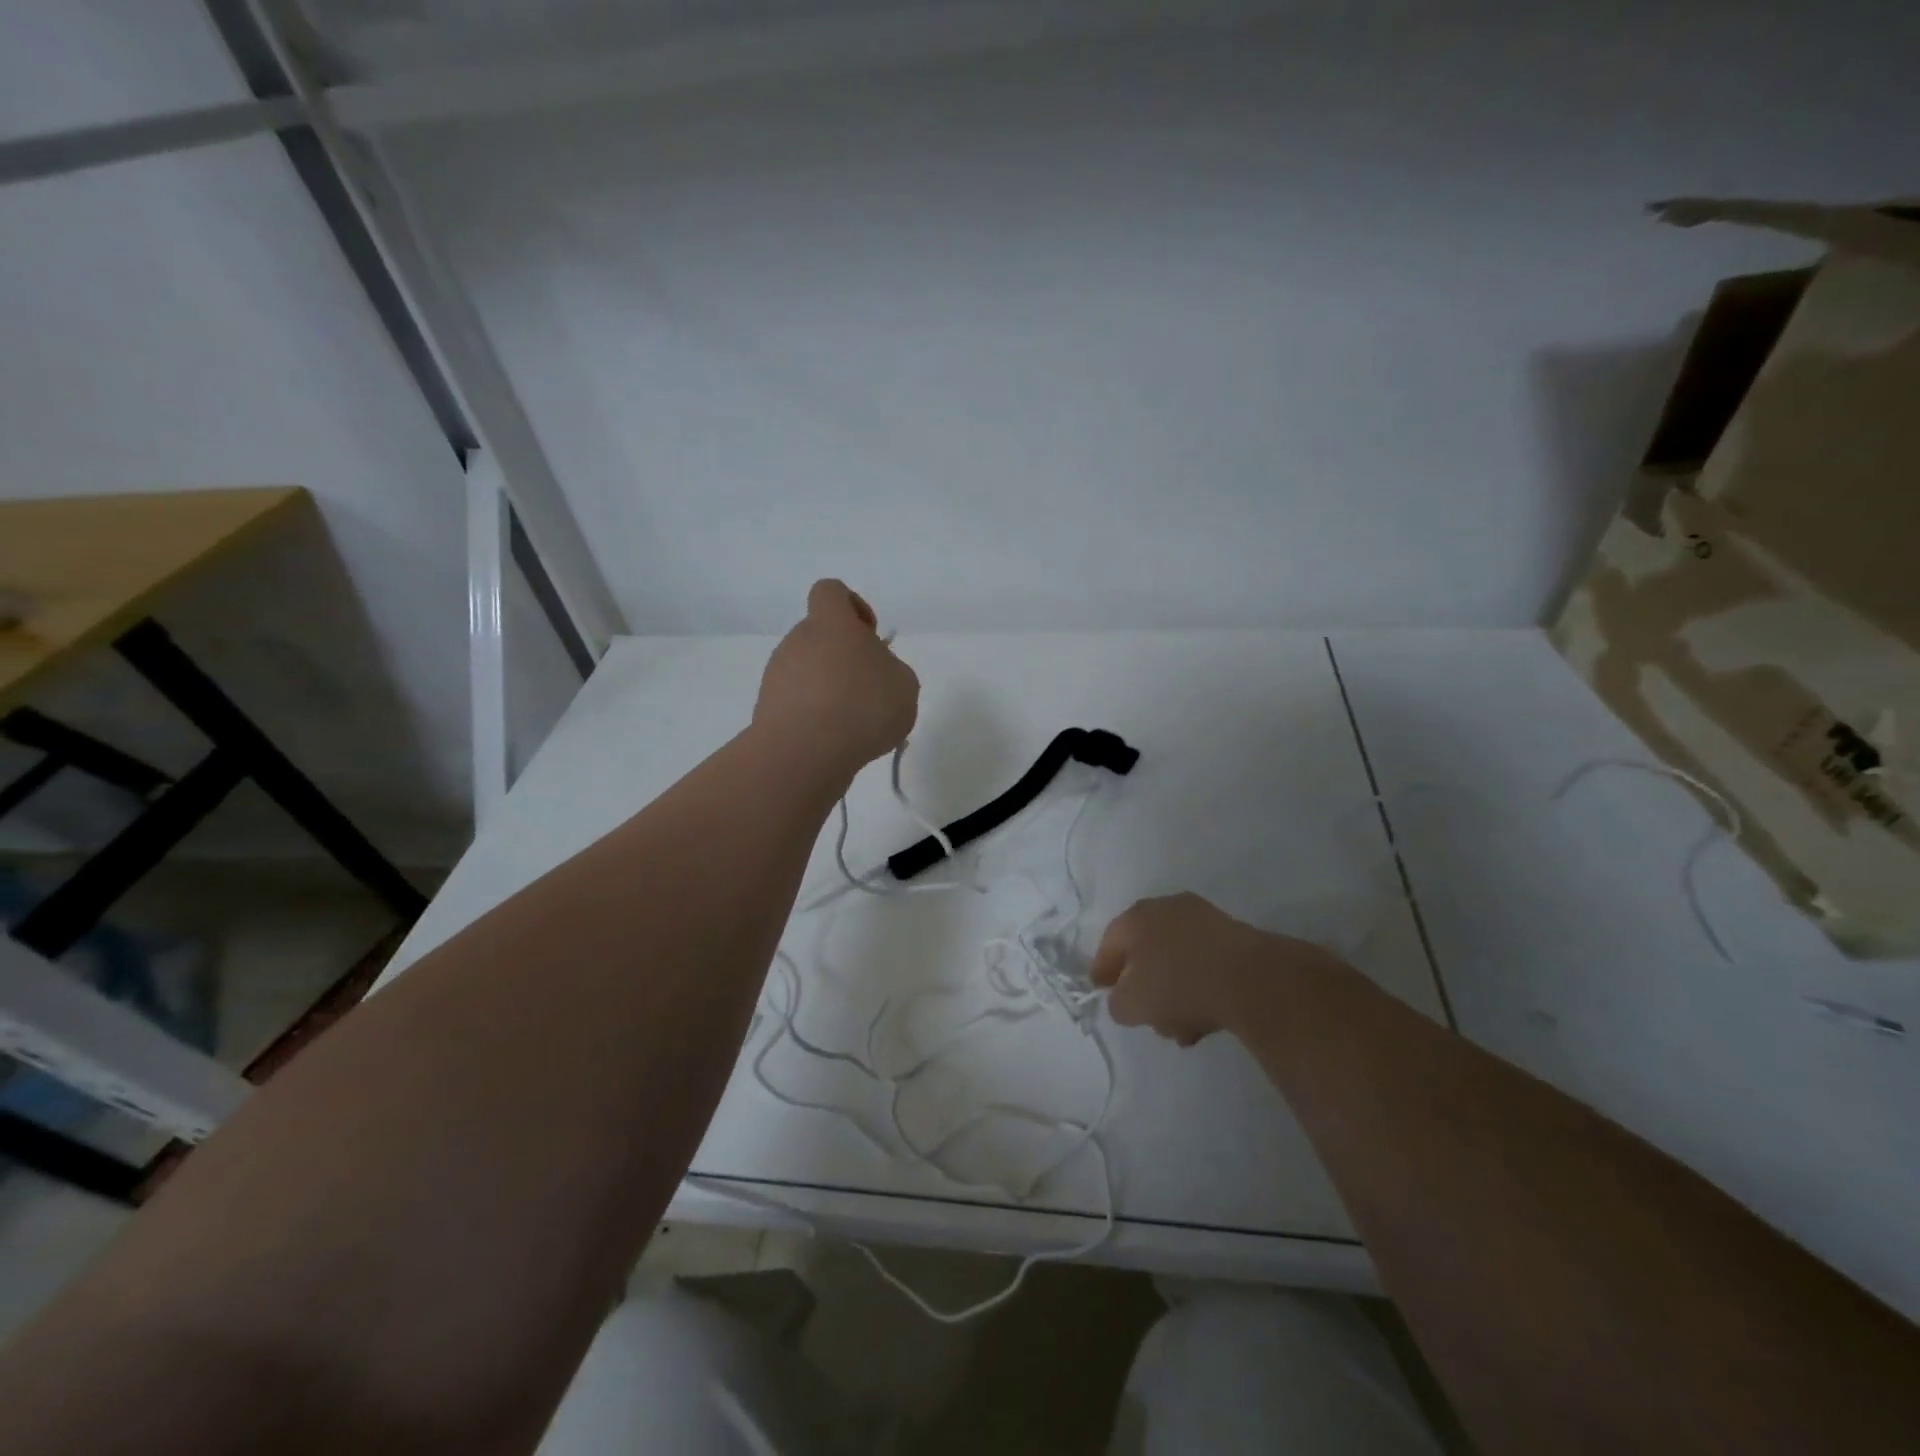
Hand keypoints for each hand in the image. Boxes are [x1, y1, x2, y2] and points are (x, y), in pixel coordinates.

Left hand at [755, 580, 918, 777]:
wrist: (805, 751)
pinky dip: (815, 716)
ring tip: (855, 725)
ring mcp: (778, 674)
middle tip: (870, 691)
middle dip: (845, 659)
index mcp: (831, 622)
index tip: (870, 636)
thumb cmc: (863, 706)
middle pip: (821, 637)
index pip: (831, 591)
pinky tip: (835, 741)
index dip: (853, 607)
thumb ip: (892, 670)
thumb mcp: (905, 685)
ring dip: (830, 690)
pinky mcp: (767, 707)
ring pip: (808, 671)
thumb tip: (876, 673)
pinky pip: (797, 702)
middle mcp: (798, 640)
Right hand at [1091, 893, 1331, 1045]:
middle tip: (1145, 1015)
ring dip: (1174, 992)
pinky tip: (1205, 1019)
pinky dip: (1199, 987)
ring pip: (1176, 960)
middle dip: (1143, 985)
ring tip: (1181, 1029)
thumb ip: (1117, 1003)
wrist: (1251, 979)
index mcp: (1135, 917)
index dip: (1103, 971)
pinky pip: (1203, 963)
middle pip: (1144, 951)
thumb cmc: (1179, 986)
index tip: (1103, 993)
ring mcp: (1202, 918)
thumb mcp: (1132, 1006)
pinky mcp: (1232, 934)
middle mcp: (1165, 908)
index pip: (1108, 944)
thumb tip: (1123, 998)